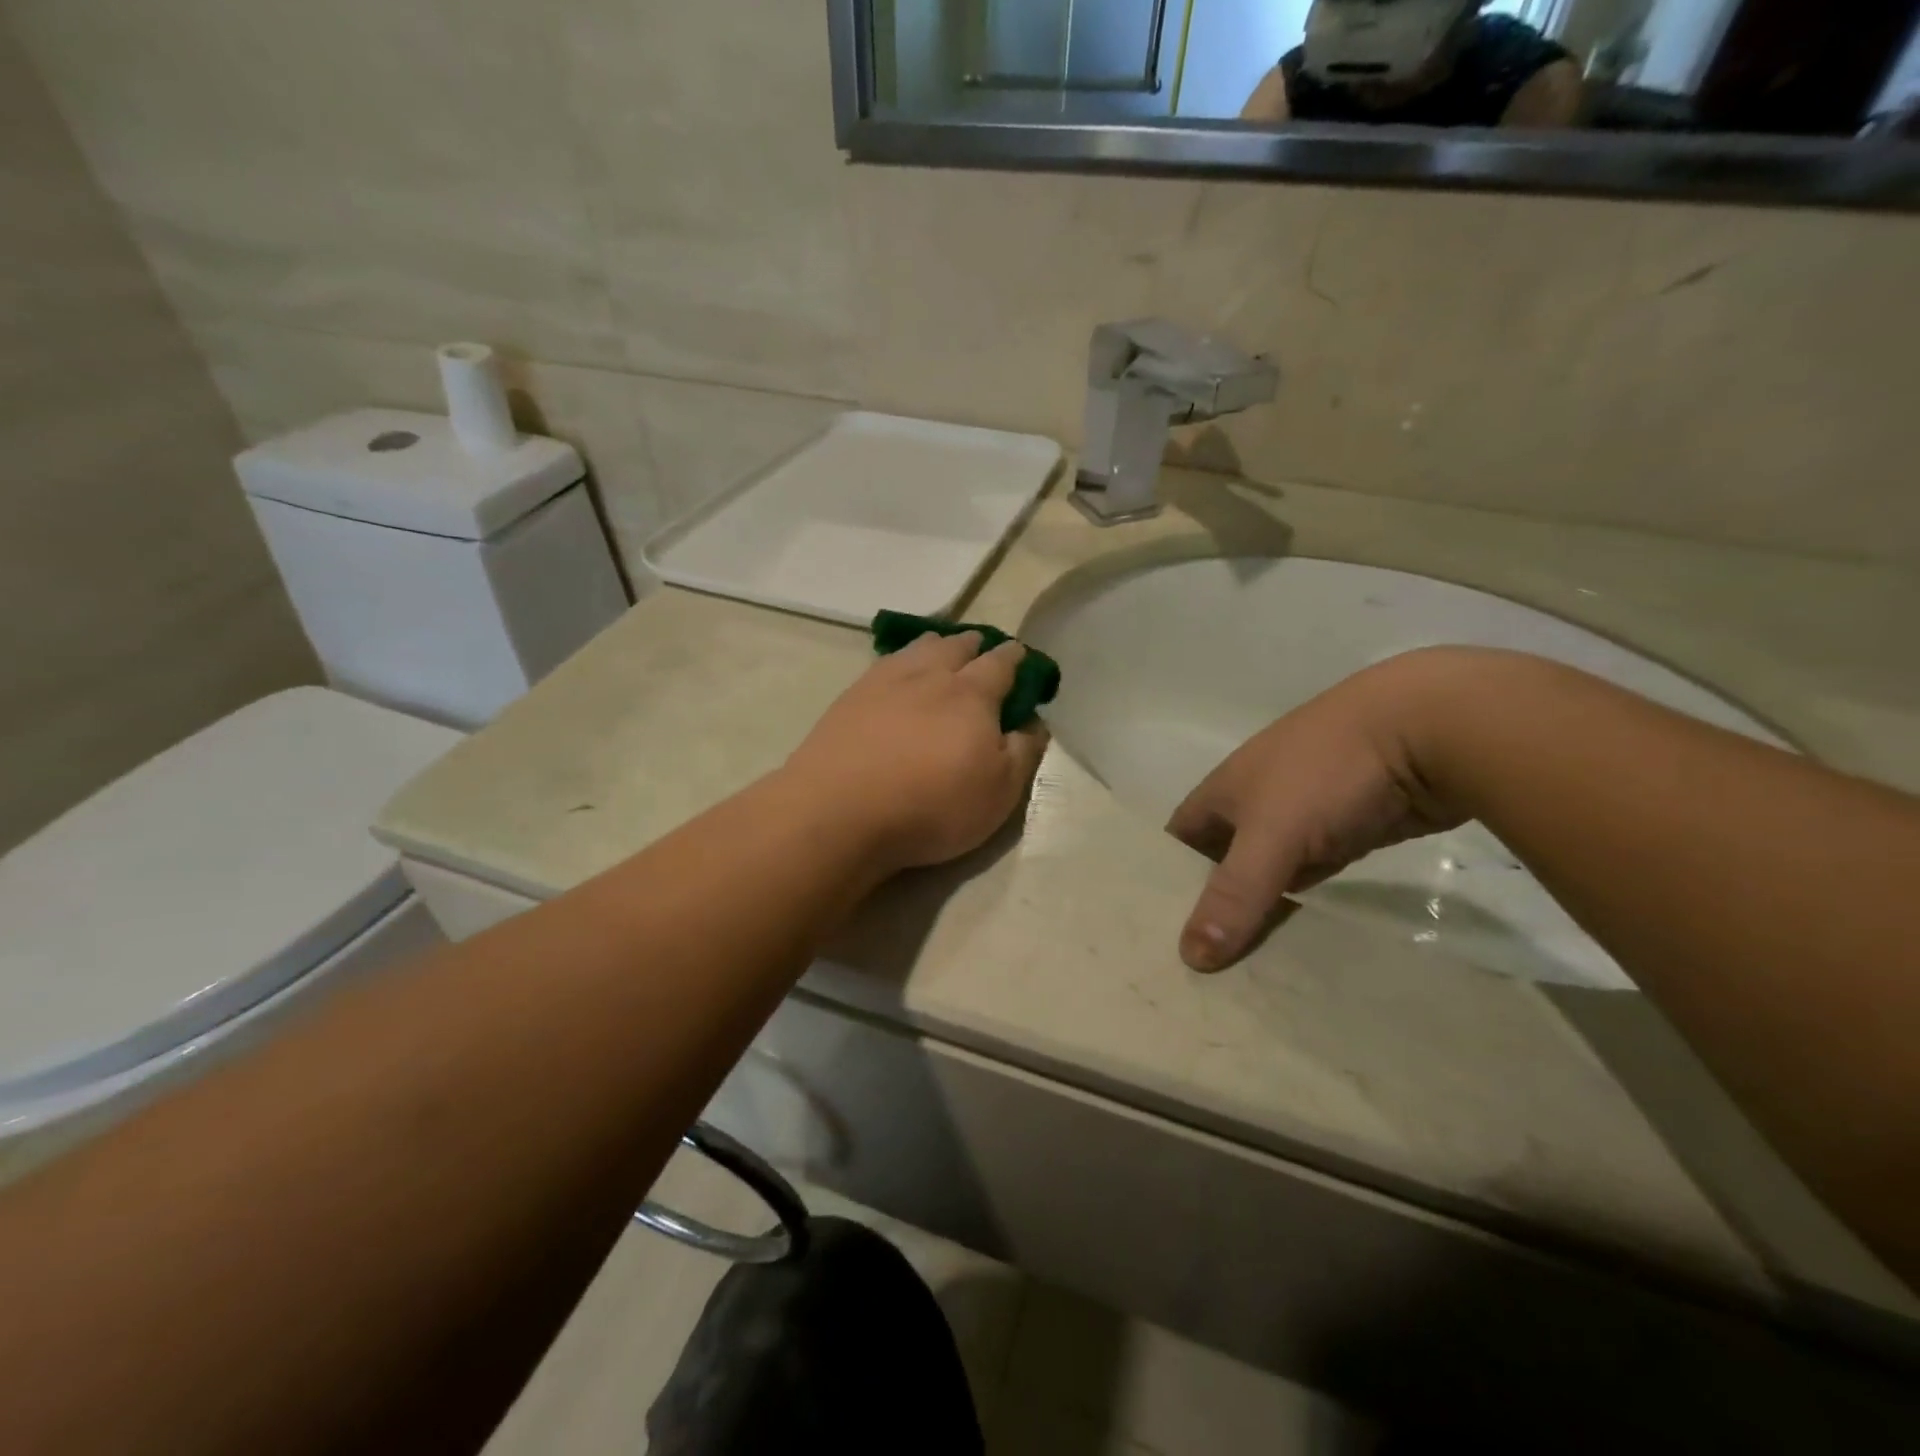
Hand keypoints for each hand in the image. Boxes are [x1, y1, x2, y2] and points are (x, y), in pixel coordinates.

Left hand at [786, 632, 1049, 874]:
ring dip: (937, 645)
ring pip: (919, 647)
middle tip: (982, 650)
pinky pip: (885, 663)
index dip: (1016, 658)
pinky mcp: (851, 696)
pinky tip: (897, 672)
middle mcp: (931, 674)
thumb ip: (1023, 752)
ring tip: (941, 651)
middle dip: (975, 644)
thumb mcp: (998, 792)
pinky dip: (901, 660)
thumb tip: (1034, 722)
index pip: (1001, 663)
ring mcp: (886, 681)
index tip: (1021, 657)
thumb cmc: (932, 805)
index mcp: (972, 694)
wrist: (841, 810)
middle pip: (957, 645)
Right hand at [1168, 650, 1470, 971]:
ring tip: (1244, 968)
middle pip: (1222, 861)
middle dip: (1212, 906)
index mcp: (1224, 791)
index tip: (1158, 930)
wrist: (1427, 728)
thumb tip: (1190, 958)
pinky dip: (1303, 905)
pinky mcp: (1347, 832)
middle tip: (1200, 967)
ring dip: (1260, 910)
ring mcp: (1303, 816)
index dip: (1165, 878)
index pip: (1178, 841)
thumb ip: (1234, 894)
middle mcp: (1256, 803)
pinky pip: (1312, 876)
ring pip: (1269, 872)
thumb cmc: (1326, 772)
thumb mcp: (1272, 834)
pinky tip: (1298, 939)